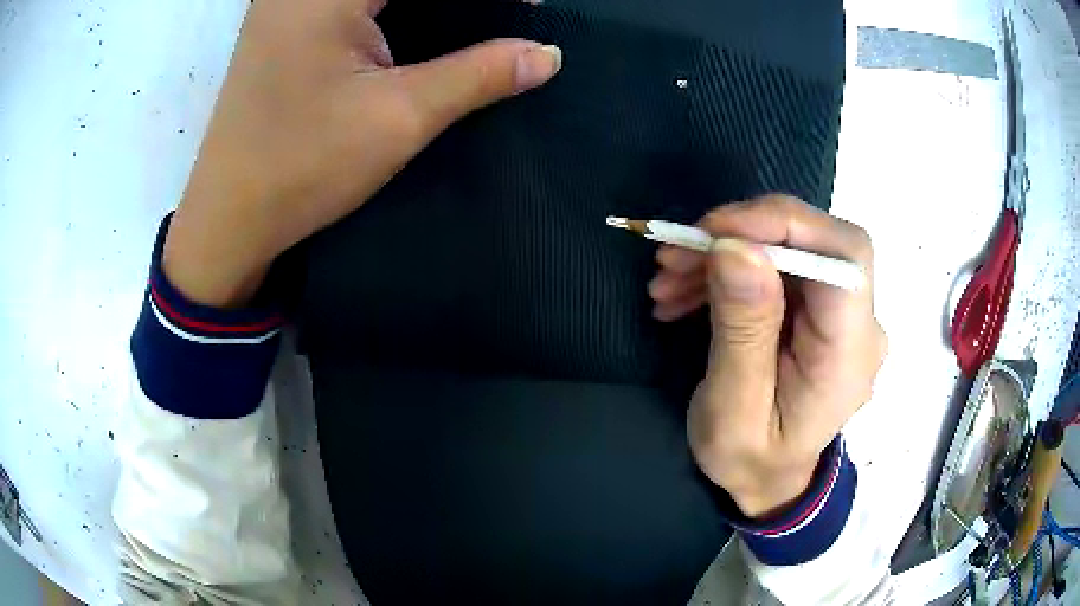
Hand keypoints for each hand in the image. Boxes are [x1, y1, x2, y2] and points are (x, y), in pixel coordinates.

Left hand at [164, 0, 561, 306]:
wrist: (227, 218)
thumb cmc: (302, 167)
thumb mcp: (398, 118)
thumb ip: (478, 75)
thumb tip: (548, 54)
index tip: (527, 11)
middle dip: (459, 2)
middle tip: (505, 18)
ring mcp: (286, 3)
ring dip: (429, 5)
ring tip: (473, 23)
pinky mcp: (283, 25)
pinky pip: (351, 3)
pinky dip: (396, 10)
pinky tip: (422, 26)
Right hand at [649, 195, 886, 517]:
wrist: (769, 480)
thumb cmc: (751, 461)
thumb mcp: (733, 410)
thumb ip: (743, 331)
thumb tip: (737, 247)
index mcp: (850, 355)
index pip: (844, 257)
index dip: (784, 225)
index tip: (714, 232)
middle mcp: (859, 324)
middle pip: (816, 242)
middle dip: (742, 235)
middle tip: (676, 254)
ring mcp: (841, 314)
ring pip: (792, 248)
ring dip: (727, 252)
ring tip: (669, 280)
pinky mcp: (819, 310)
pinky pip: (780, 268)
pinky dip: (732, 268)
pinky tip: (689, 290)